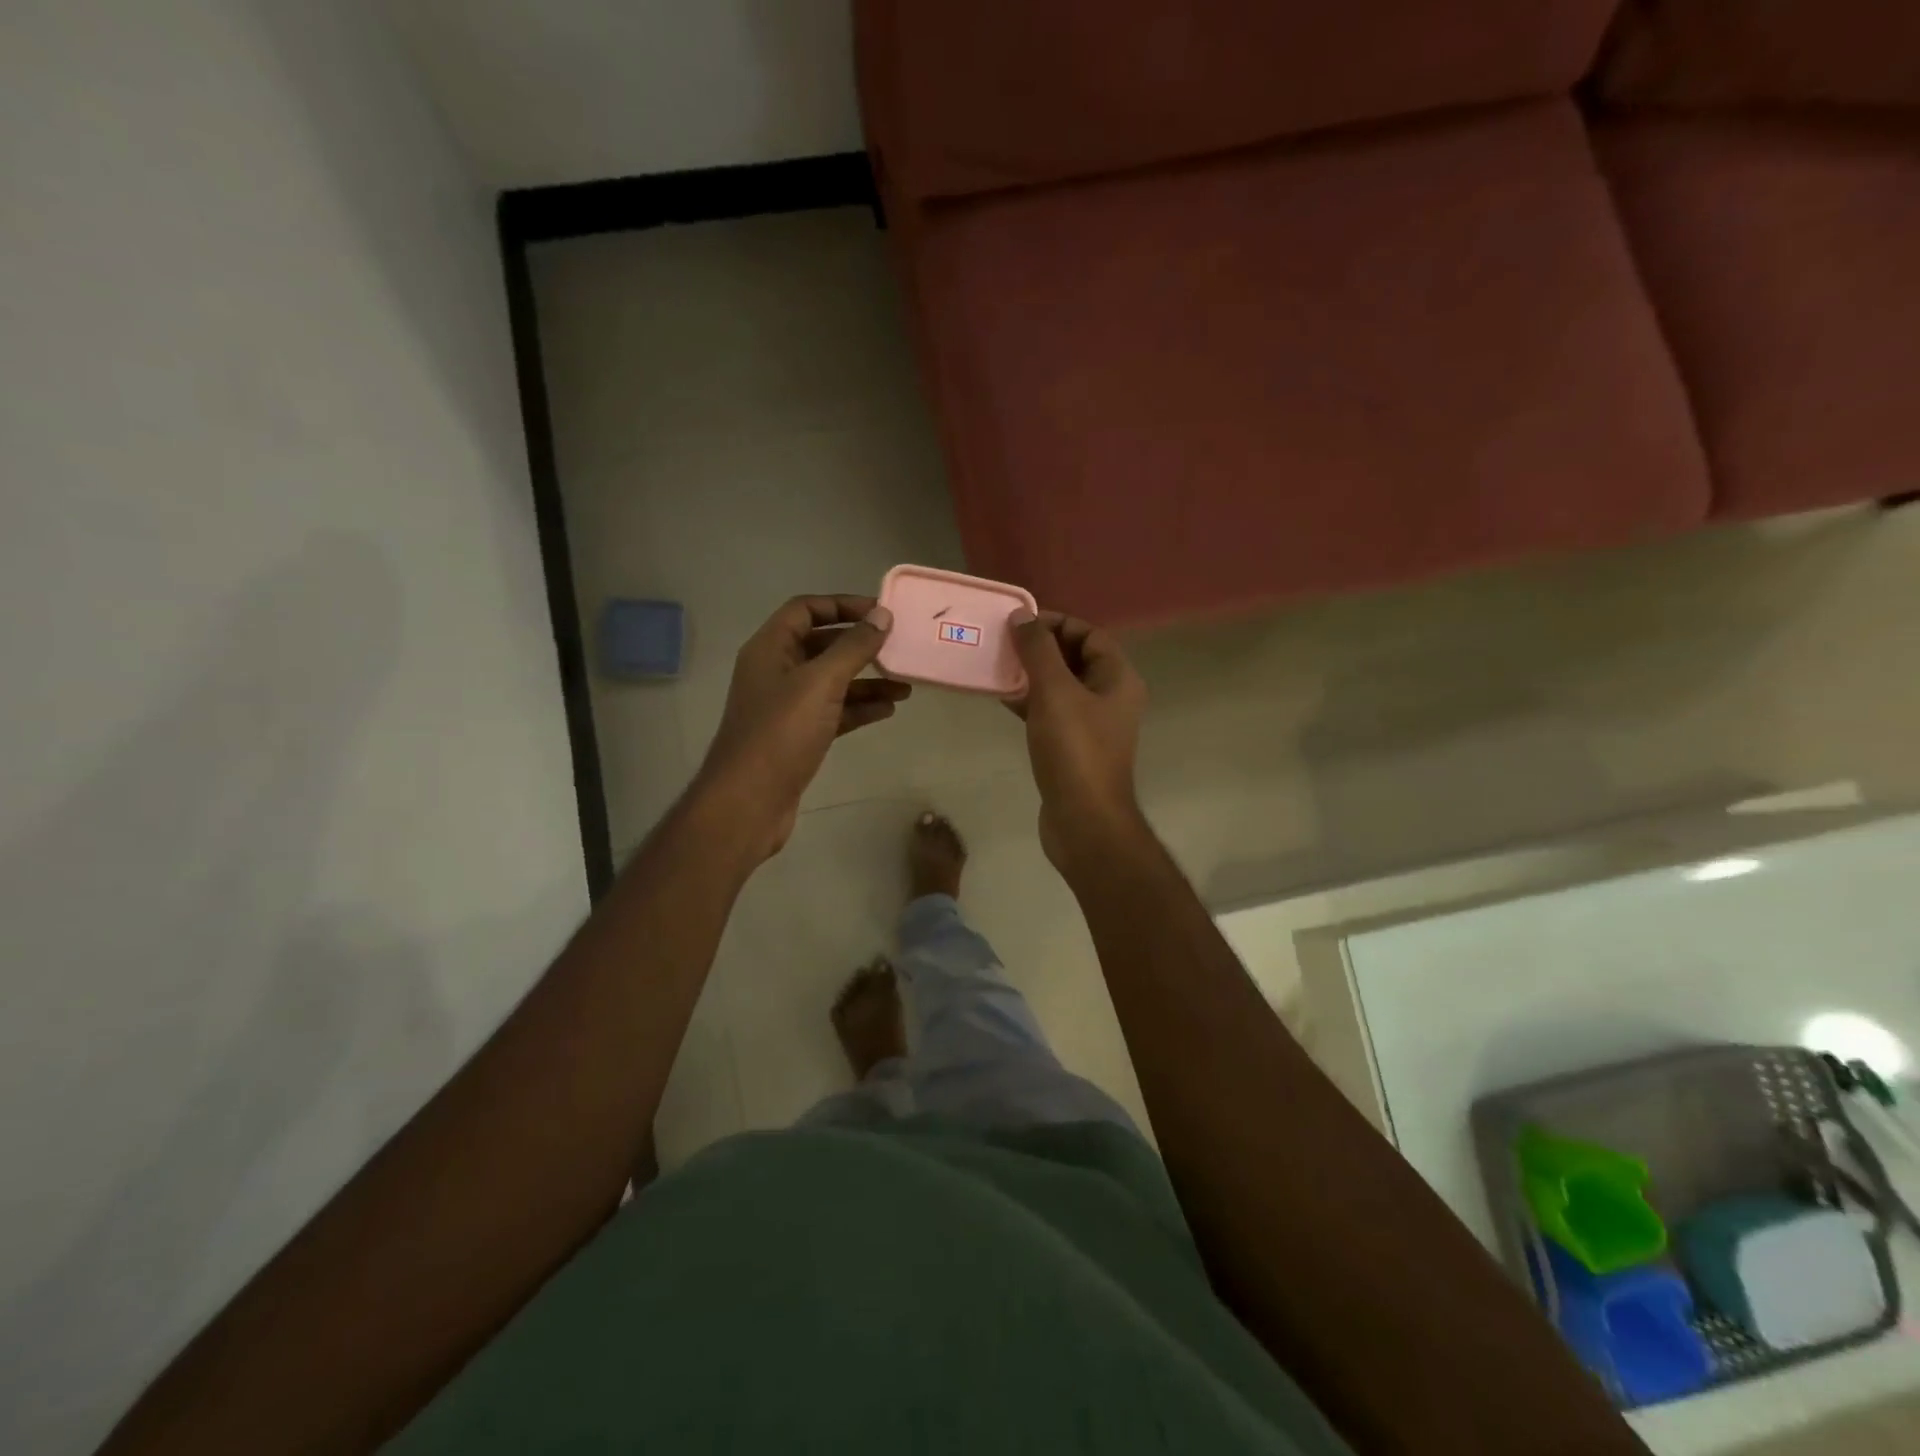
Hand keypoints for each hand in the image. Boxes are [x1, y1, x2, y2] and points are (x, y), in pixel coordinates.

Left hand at [693, 595, 905, 861]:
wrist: (749, 802)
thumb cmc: (781, 734)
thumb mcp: (820, 683)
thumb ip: (853, 648)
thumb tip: (882, 615)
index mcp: (770, 649)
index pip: (806, 609)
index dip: (842, 605)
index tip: (881, 612)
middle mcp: (776, 671)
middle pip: (822, 645)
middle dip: (860, 646)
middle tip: (899, 646)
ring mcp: (787, 706)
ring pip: (832, 682)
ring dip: (867, 680)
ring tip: (906, 685)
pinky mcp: (799, 736)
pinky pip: (834, 711)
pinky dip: (859, 708)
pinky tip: (889, 710)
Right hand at [1008, 610, 1148, 870]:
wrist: (1083, 820)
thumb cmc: (1074, 751)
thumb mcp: (1055, 692)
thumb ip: (1038, 650)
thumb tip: (1023, 616)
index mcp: (1118, 679)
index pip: (1089, 634)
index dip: (1056, 623)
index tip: (1020, 623)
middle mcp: (1110, 697)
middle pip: (1075, 659)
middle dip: (1040, 648)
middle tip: (1003, 643)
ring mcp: (1092, 725)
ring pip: (1060, 686)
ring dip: (1031, 674)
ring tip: (997, 666)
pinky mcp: (1073, 748)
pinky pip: (1051, 712)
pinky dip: (1030, 702)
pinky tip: (1002, 698)